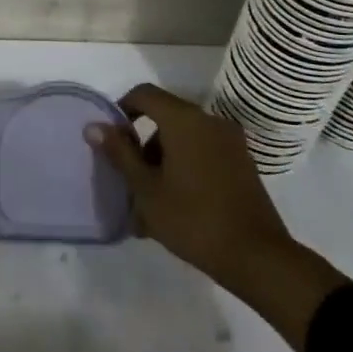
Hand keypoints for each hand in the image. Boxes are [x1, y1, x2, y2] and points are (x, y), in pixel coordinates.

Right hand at [87, 84, 349, 351]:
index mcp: (184, 120)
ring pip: (184, 139)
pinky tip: (176, 207)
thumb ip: (119, 153)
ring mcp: (230, 142)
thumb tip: (94, 126)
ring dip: (162, 161)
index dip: (122, 109)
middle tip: (129, 180)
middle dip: (142, 145)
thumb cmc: (193, 219)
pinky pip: (203, 154)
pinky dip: (184, 169)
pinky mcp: (242, 164)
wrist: (257, 257)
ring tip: (150, 205)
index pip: (144, 94)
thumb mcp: (146, 189)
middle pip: (165, 118)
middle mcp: (209, 121)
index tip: (111, 140)